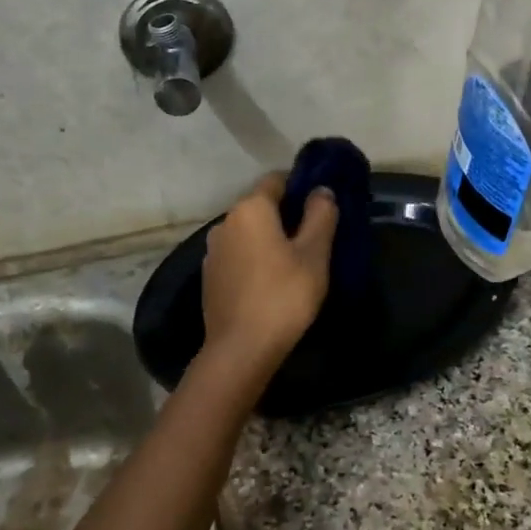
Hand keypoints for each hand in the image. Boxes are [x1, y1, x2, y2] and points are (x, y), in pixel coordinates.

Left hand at [202, 173, 338, 367]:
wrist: (240, 349)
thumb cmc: (284, 296)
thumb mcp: (314, 254)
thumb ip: (320, 216)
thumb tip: (321, 190)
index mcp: (250, 209)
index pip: (276, 180)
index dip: (299, 187)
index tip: (320, 205)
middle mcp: (225, 222)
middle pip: (260, 206)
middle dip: (285, 215)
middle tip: (314, 237)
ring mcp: (212, 251)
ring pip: (248, 233)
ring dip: (268, 239)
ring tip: (293, 262)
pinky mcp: (209, 277)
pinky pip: (237, 255)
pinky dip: (254, 259)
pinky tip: (270, 282)